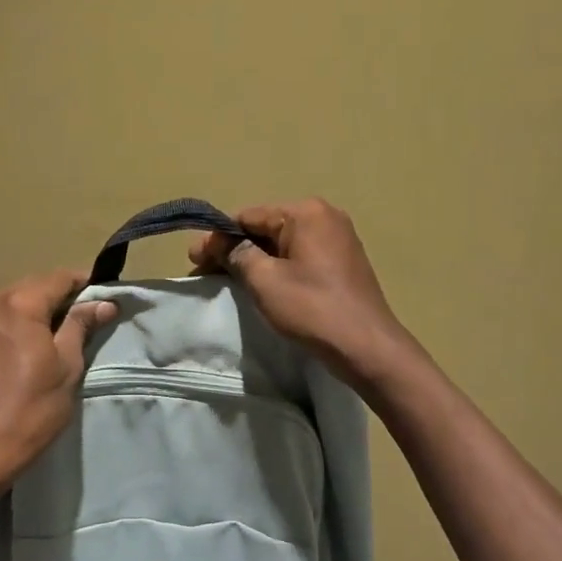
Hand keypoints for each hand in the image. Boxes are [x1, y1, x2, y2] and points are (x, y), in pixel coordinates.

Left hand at [0, 269, 117, 493]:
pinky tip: (45, 342)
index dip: (88, 284)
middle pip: (38, 286)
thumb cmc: (29, 409)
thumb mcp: (66, 366)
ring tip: (74, 332)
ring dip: (46, 311)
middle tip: (96, 316)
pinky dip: (28, 323)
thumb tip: (104, 302)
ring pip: (21, 301)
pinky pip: (7, 317)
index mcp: (18, 303)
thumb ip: (81, 326)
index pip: (61, 277)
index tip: (110, 297)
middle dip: (67, 297)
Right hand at [190, 199, 412, 383]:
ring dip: (254, 259)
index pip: (248, 216)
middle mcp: (324, 217)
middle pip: (266, 227)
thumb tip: (215, 241)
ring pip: (282, 244)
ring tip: (227, 280)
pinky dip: (277, 268)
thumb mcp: (265, 281)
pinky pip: (299, 257)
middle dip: (234, 248)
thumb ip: (236, 254)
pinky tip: (260, 285)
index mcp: (306, 212)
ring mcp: (338, 239)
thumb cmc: (312, 309)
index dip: (217, 237)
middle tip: (204, 271)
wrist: (368, 347)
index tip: (193, 259)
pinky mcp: (343, 262)